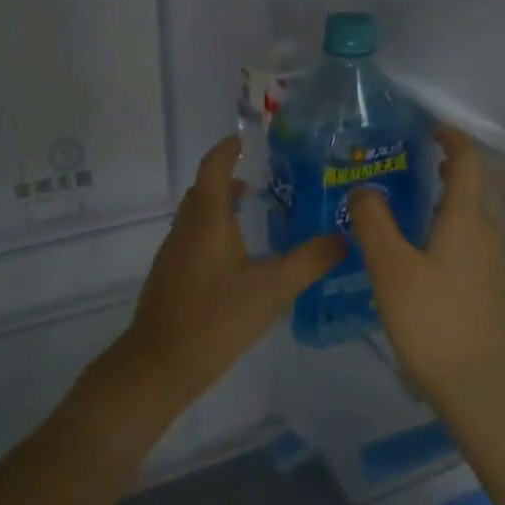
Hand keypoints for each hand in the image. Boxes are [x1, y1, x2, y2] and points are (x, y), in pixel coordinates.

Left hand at [98, 137, 343, 415]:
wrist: (161, 363)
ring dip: (218, 208)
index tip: (243, 141)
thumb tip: (343, 238)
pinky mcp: (169, 277)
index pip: (213, 168)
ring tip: (250, 217)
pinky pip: (191, 240)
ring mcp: (173, 254)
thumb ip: (309, 262)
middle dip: (225, 179)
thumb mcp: (272, 289)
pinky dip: (211, 233)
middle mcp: (186, 229)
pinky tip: (234, 260)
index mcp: (208, 220)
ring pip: (195, 218)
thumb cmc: (217, 318)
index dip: (226, 150)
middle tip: (258, 181)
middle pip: (203, 192)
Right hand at [349, 128, 504, 409]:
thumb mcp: (391, 268)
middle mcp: (490, 234)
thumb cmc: (434, 321)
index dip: (451, 139)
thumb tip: (365, 190)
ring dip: (450, 200)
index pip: (469, 161)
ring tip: (410, 207)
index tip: (426, 129)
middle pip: (477, 186)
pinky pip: (474, 242)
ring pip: (476, 216)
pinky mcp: (494, 290)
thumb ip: (374, 223)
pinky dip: (452, 229)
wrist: (482, 387)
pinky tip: (422, 254)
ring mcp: (497, 264)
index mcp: (468, 219)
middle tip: (410, 165)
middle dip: (450, 167)